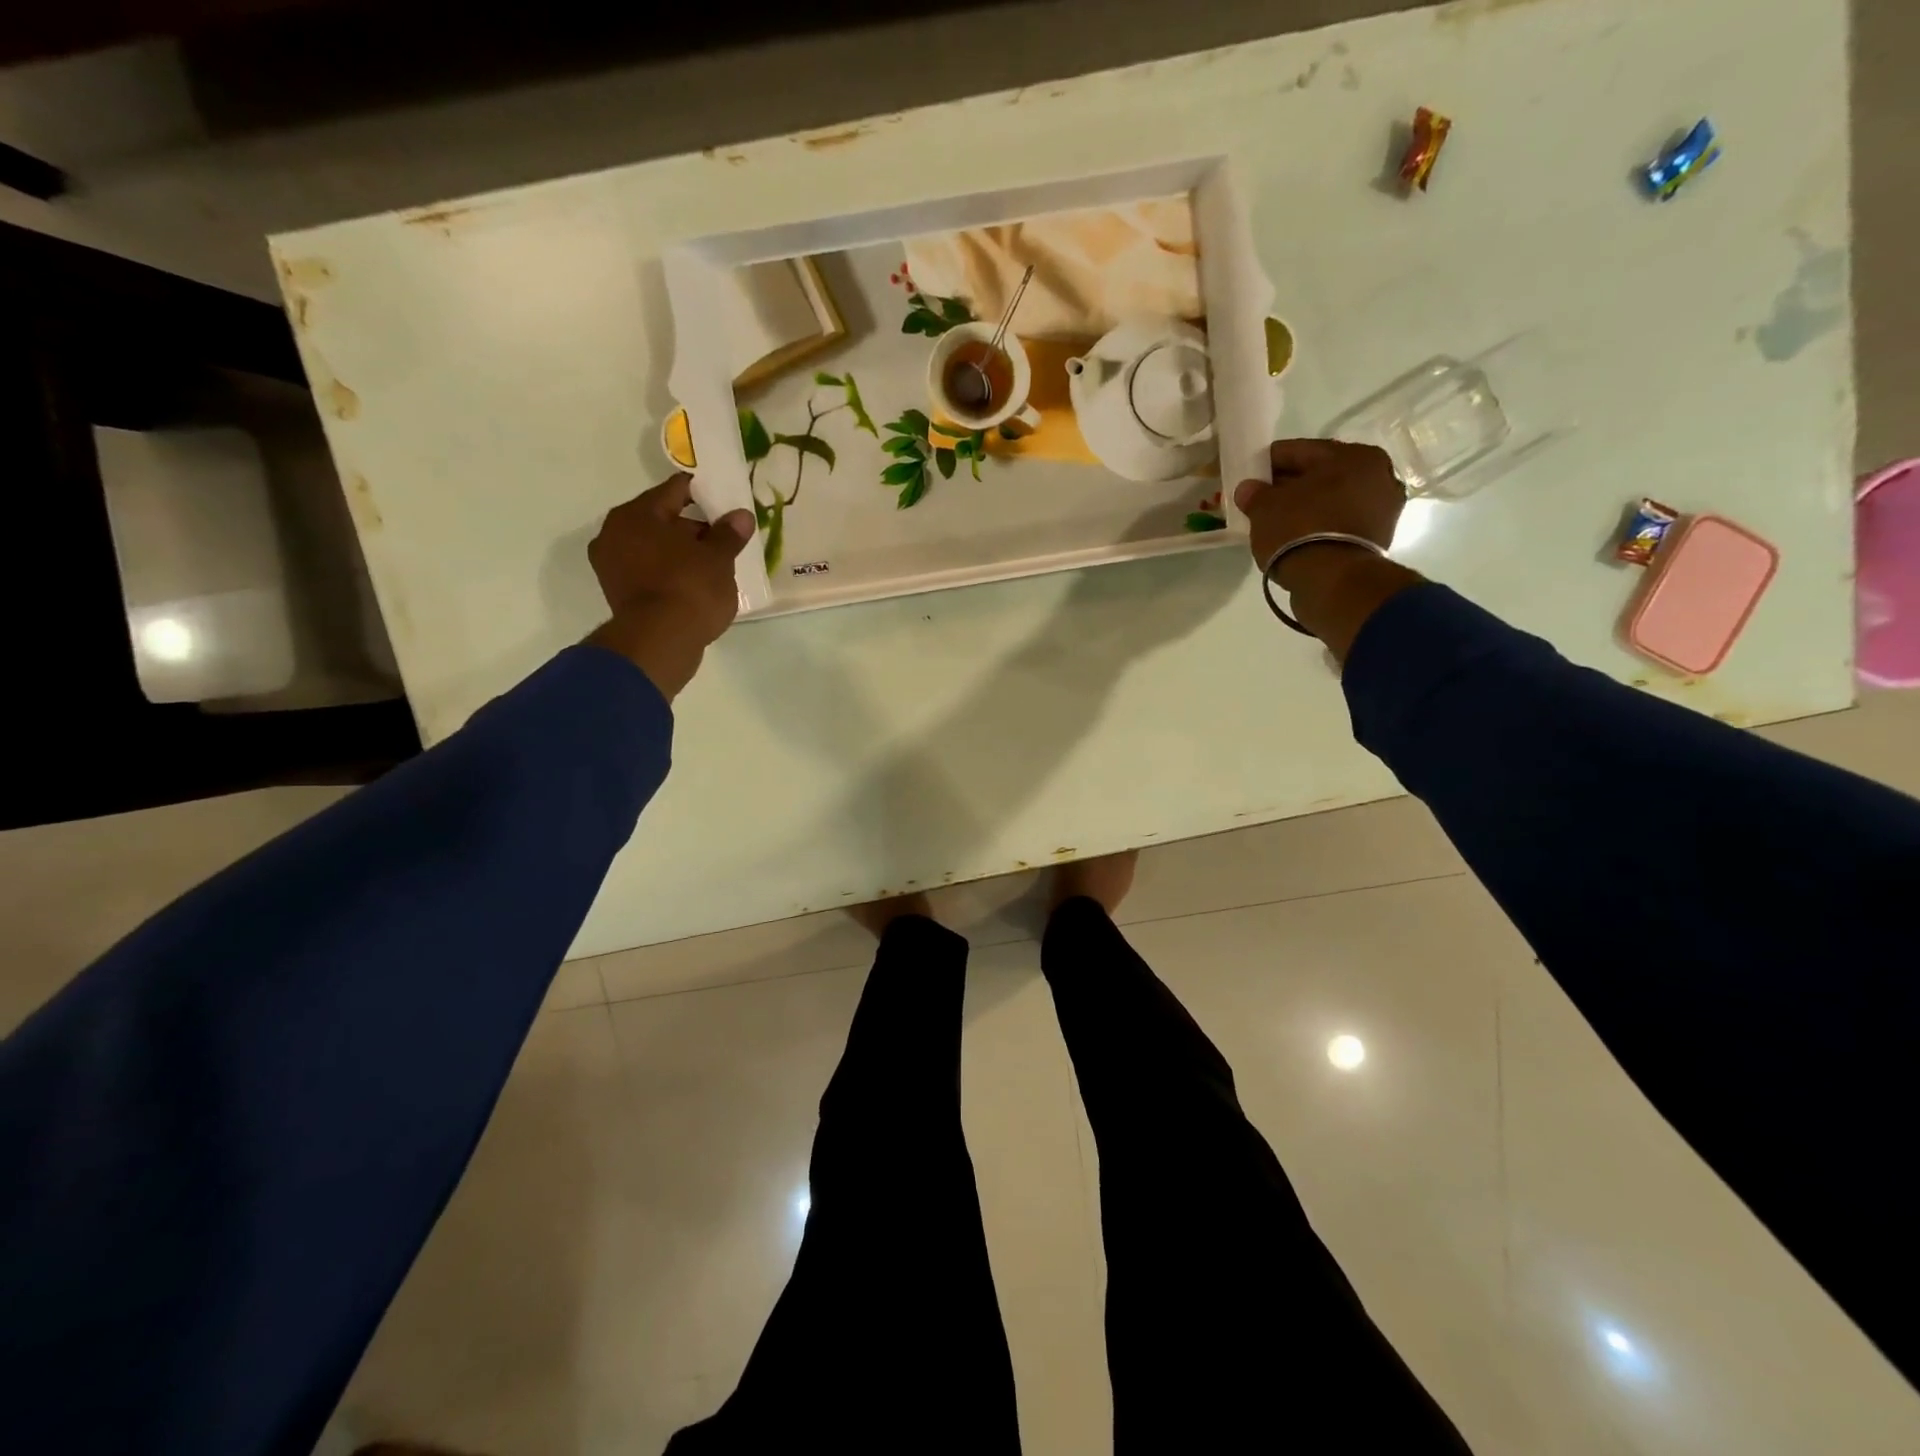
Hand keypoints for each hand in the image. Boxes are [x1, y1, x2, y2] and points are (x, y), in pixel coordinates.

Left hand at [584, 473, 754, 699]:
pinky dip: (670, 573)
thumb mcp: (719, 558)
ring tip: (714, 564)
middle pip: (662, 520)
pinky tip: (695, 583)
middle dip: (693, 528)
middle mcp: (615, 533)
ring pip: (655, 548)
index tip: (724, 500)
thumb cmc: (689, 588)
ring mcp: (612, 566)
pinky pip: (650, 572)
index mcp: (636, 514)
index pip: (675, 491)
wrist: (660, 642)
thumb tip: (741, 516)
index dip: (703, 493)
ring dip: (681, 553)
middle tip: (724, 538)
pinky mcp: (619, 594)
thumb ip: (729, 534)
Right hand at [1233, 439, 1420, 661]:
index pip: (1301, 451)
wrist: (1333, 581)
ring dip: (1307, 506)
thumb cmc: (1300, 530)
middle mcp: (1378, 476)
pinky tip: (1296, 535)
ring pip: (1332, 500)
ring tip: (1277, 520)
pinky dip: (1319, 525)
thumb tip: (1248, 489)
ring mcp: (1383, 509)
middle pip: (1321, 475)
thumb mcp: (1265, 508)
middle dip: (1291, 485)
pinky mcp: (1378, 539)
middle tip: (1262, 498)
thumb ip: (1255, 494)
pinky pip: (1339, 522)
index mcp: (1355, 456)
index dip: (1271, 462)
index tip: (1250, 473)